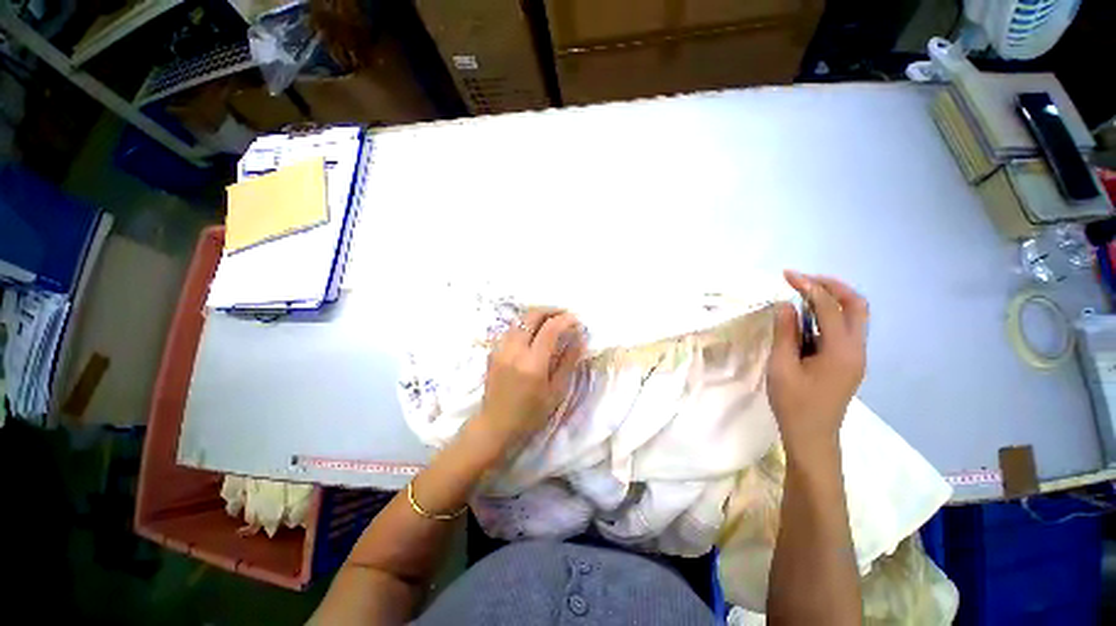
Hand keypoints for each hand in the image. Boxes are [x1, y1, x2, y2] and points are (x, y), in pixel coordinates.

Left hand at [473, 308, 585, 450]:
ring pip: (519, 320)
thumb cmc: (531, 414)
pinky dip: (525, 325)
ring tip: (551, 321)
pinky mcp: (493, 351)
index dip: (565, 320)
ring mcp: (500, 349)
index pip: (550, 329)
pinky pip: (511, 329)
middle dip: (550, 310)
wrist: (496, 425)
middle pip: (531, 316)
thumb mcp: (556, 392)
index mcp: (532, 364)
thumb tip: (578, 338)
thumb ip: (568, 362)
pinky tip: (533, 333)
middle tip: (564, 314)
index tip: (576, 320)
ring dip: (537, 316)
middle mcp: (514, 351)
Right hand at [767, 271, 868, 458]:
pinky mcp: (849, 362)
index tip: (787, 275)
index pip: (829, 306)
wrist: (812, 436)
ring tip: (803, 293)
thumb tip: (786, 304)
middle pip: (856, 305)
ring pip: (854, 316)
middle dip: (831, 286)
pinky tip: (807, 318)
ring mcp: (856, 356)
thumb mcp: (782, 366)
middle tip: (803, 280)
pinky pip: (845, 329)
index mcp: (841, 350)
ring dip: (832, 299)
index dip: (809, 286)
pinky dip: (829, 315)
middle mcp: (856, 349)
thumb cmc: (793, 403)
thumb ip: (786, 333)